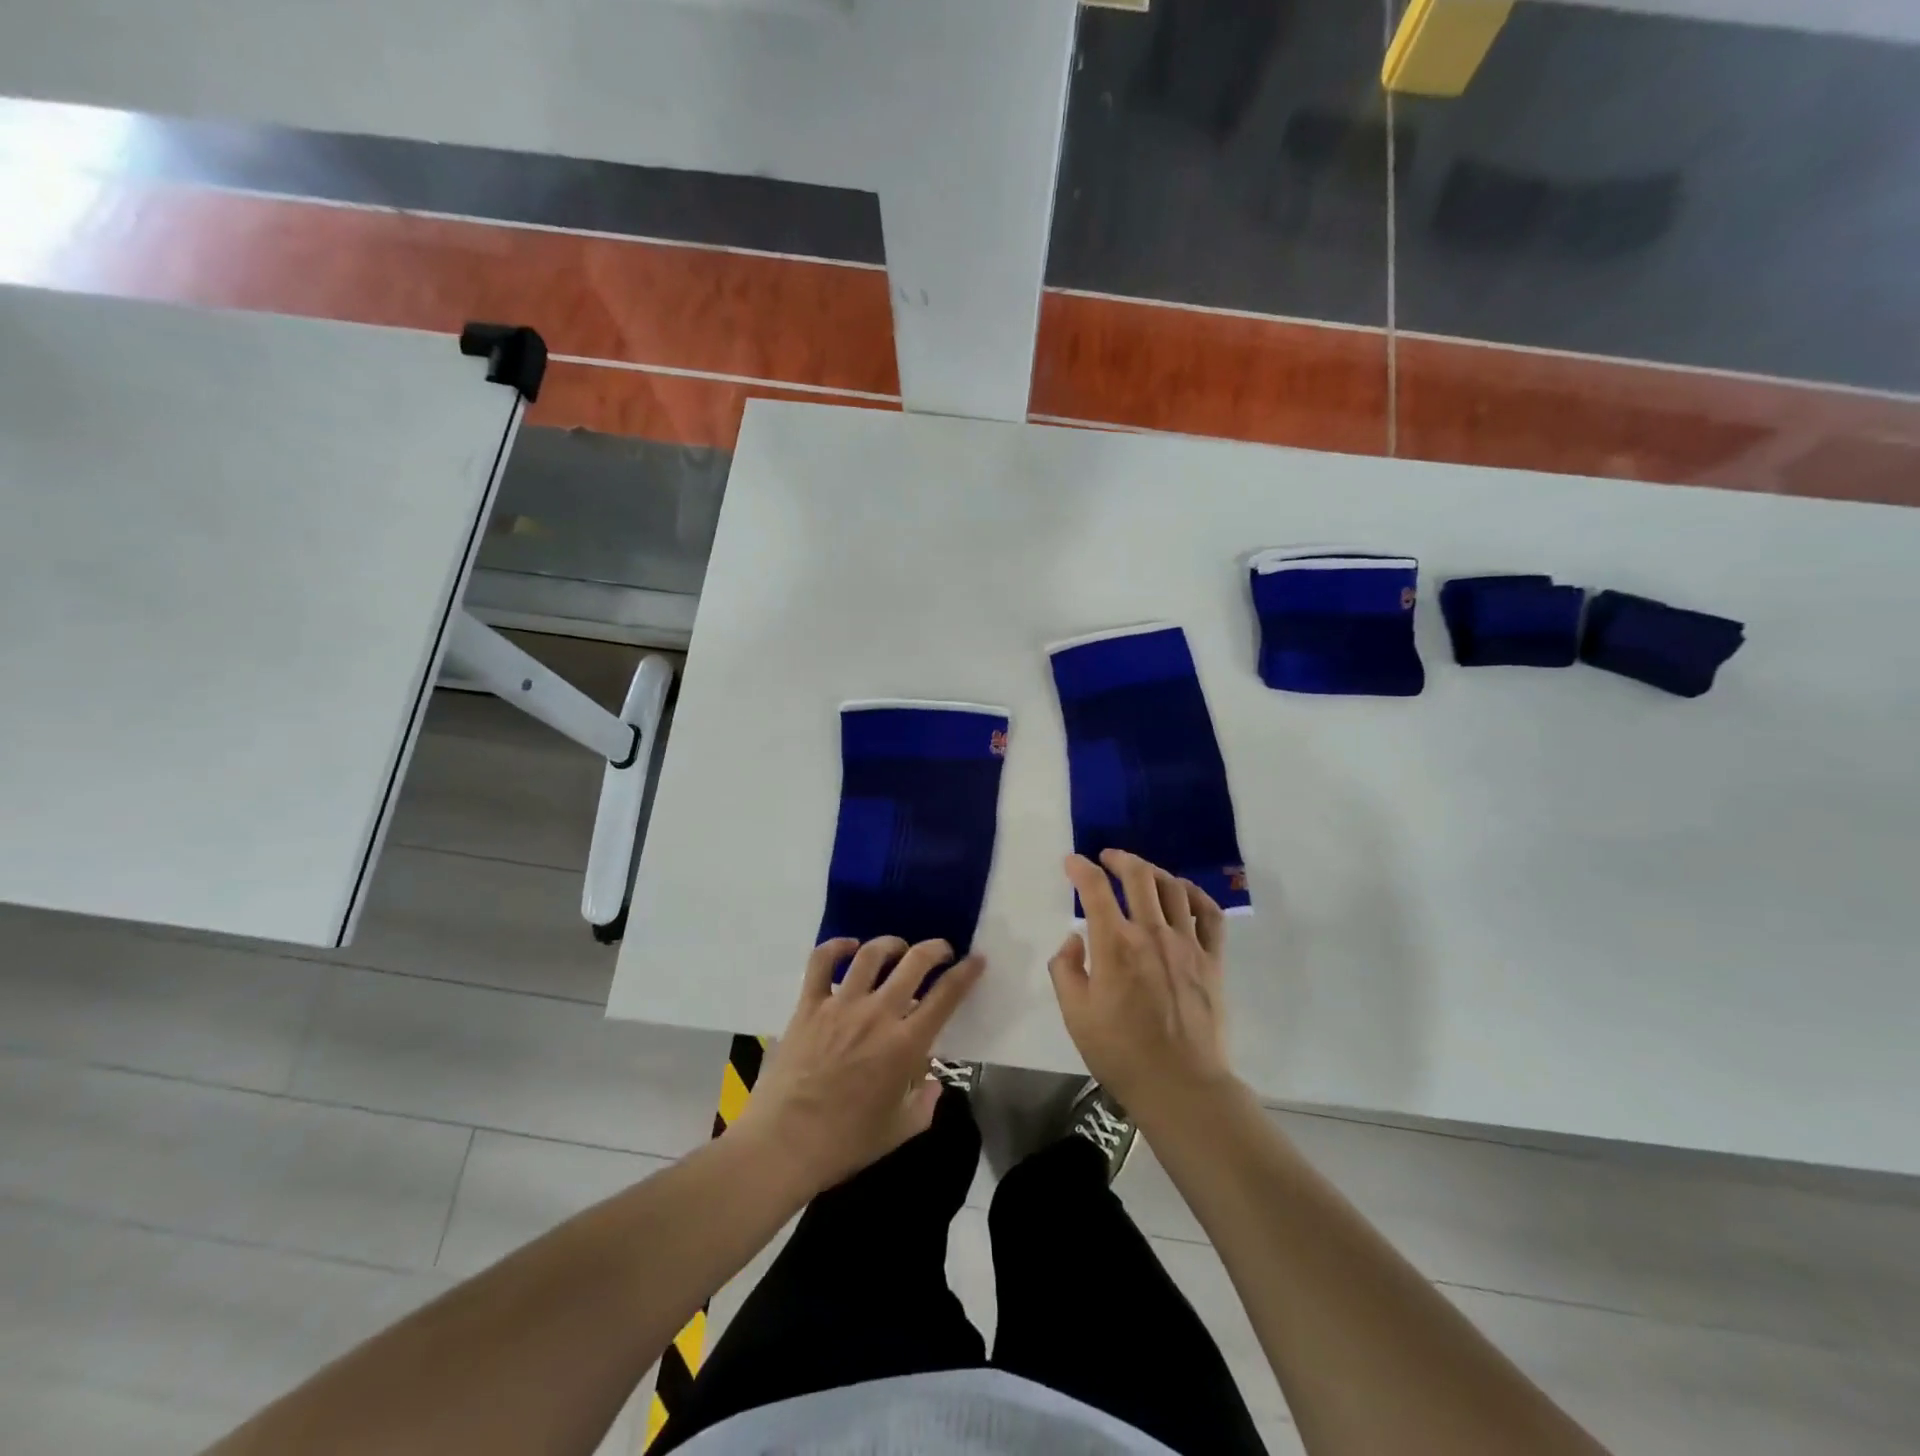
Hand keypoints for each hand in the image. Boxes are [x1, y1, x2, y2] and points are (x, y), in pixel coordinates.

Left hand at [731, 936, 983, 1196]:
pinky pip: (821, 963)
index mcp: (906, 1044)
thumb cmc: (846, 1143)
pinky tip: (848, 946)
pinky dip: (836, 947)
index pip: (946, 995)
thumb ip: (926, 1104)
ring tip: (898, 948)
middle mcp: (878, 1014)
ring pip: (872, 954)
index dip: (966, 972)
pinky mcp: (808, 1005)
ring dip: (891, 944)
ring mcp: (841, 1005)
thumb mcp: (900, 1131)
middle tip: (941, 950)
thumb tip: (933, 1082)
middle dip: (935, 949)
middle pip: (914, 962)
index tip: (976, 959)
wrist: (784, 1144)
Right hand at [1048, 850, 1235, 1117]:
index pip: (1095, 889)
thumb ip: (1065, 970)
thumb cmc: (1121, 1053)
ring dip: (1153, 871)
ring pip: (1173, 887)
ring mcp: (1187, 944)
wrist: (1180, 1086)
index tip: (1071, 862)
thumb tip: (1074, 940)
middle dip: (1119, 858)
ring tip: (1141, 872)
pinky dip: (1195, 894)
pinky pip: (1209, 914)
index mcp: (1114, 945)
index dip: (1080, 868)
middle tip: (1107, 857)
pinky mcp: (1212, 960)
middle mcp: (1152, 933)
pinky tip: (1183, 892)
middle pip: (1138, 876)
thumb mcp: (1075, 1015)